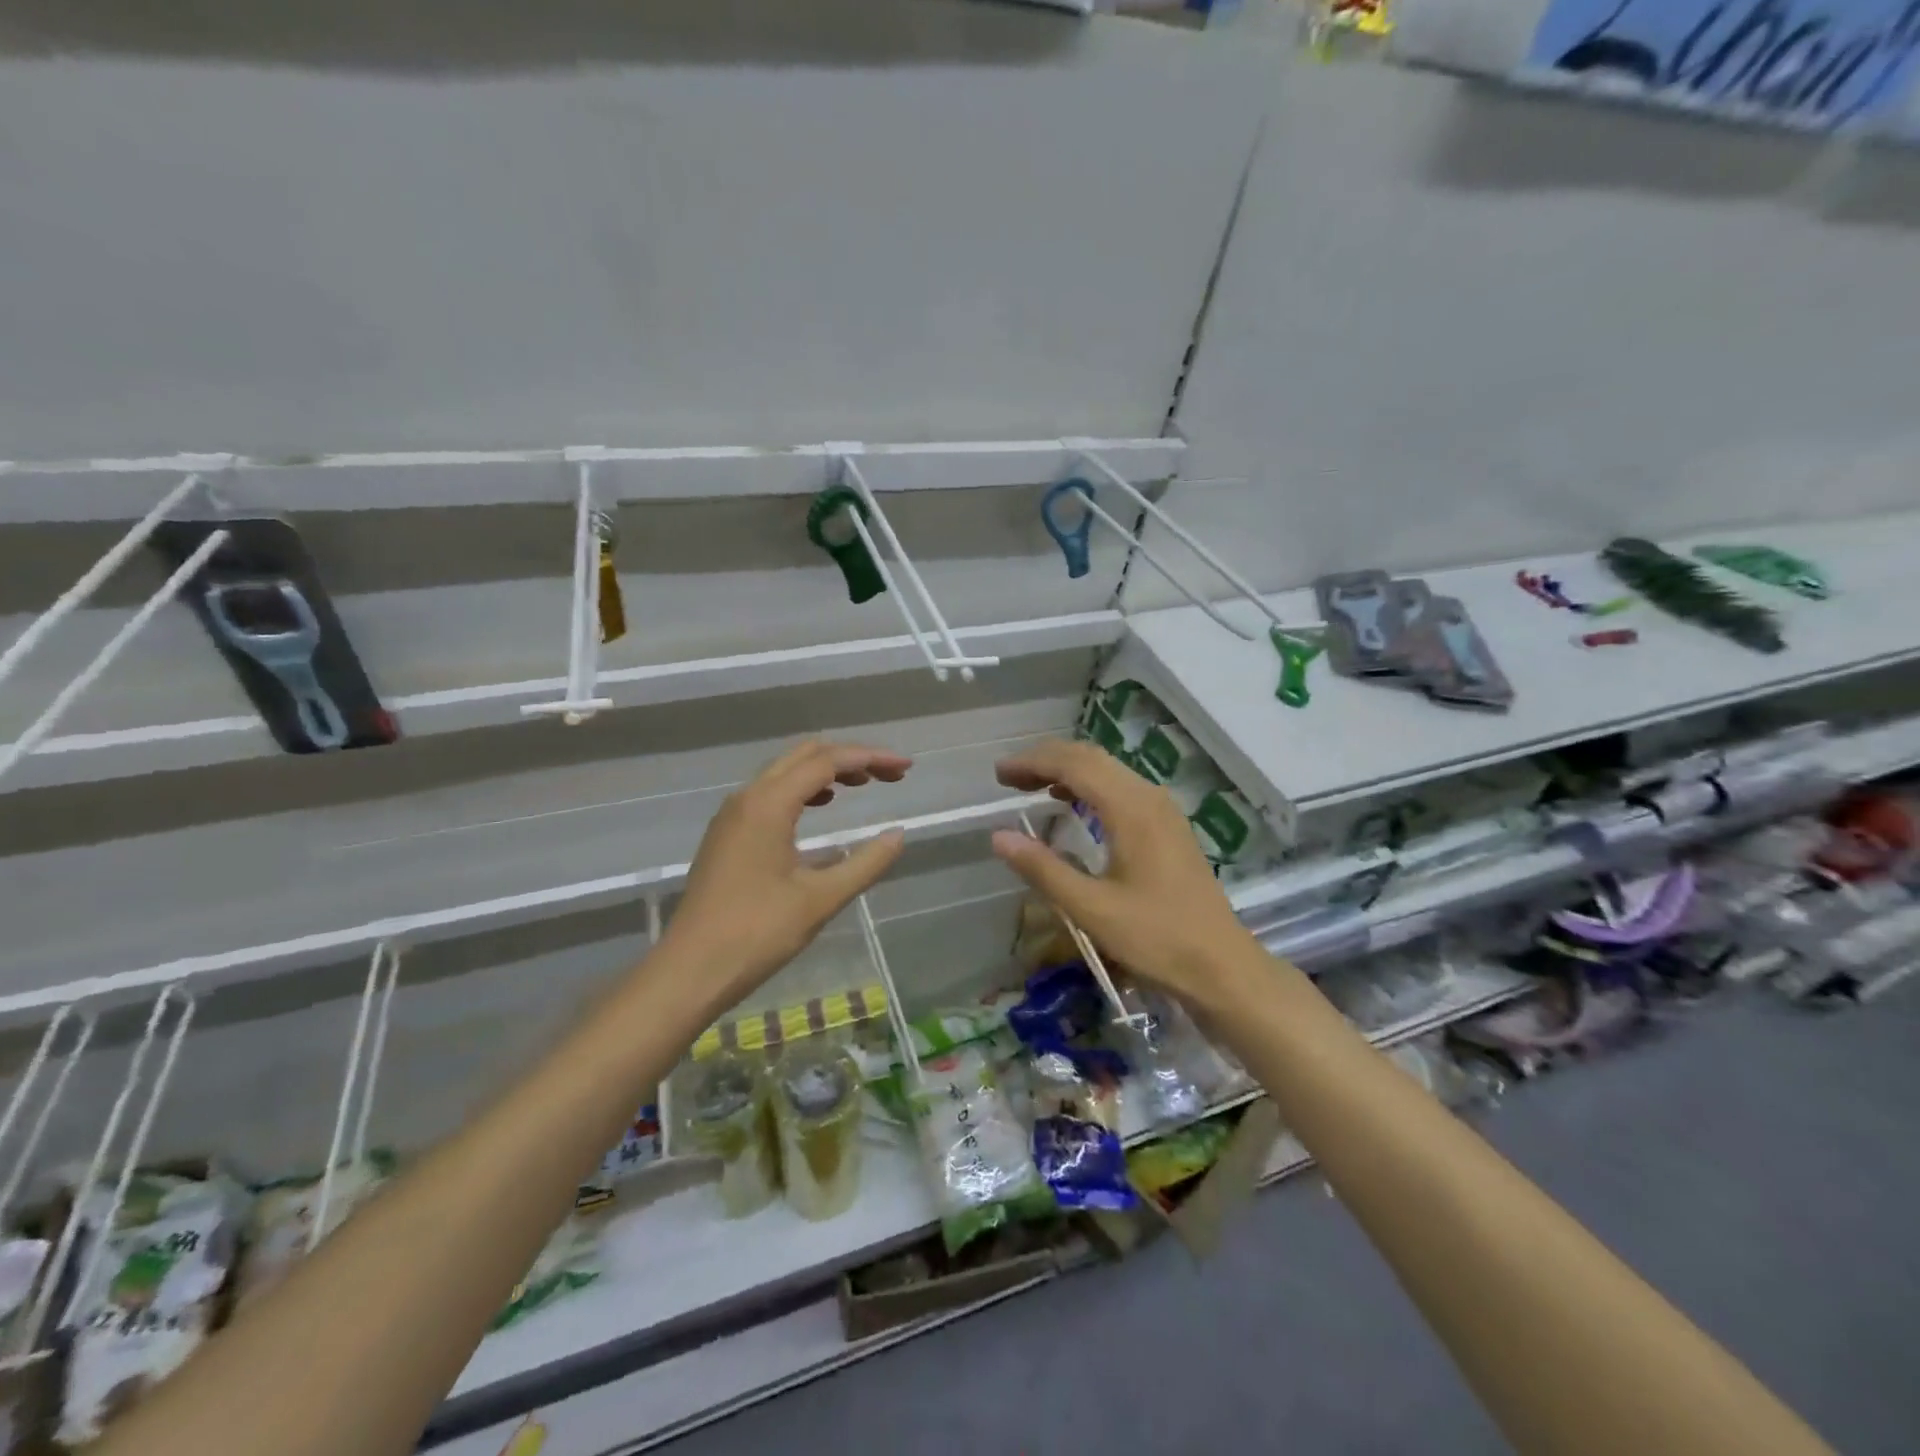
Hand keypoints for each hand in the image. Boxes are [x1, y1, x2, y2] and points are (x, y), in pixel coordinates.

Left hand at [664, 741, 910, 1009]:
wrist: (690, 970)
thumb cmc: (757, 934)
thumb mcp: (821, 900)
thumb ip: (865, 863)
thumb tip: (898, 835)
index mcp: (768, 804)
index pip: (827, 761)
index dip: (870, 758)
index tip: (905, 769)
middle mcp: (748, 797)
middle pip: (805, 755)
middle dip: (850, 758)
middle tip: (889, 775)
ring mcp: (733, 814)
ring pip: (785, 771)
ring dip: (826, 770)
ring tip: (864, 785)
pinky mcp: (727, 833)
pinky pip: (770, 792)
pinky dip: (803, 788)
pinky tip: (822, 806)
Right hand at [989, 739, 1261, 1008]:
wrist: (1222, 966)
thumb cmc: (1157, 938)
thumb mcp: (1092, 909)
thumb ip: (1043, 869)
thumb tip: (999, 836)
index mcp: (1131, 809)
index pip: (1074, 765)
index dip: (1032, 762)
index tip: (998, 774)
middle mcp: (1149, 797)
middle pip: (1091, 758)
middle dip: (1046, 760)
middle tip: (1008, 778)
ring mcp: (1163, 810)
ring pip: (1108, 770)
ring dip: (1067, 770)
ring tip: (1030, 786)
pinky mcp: (1168, 826)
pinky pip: (1121, 787)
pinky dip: (1089, 785)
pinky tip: (1071, 803)